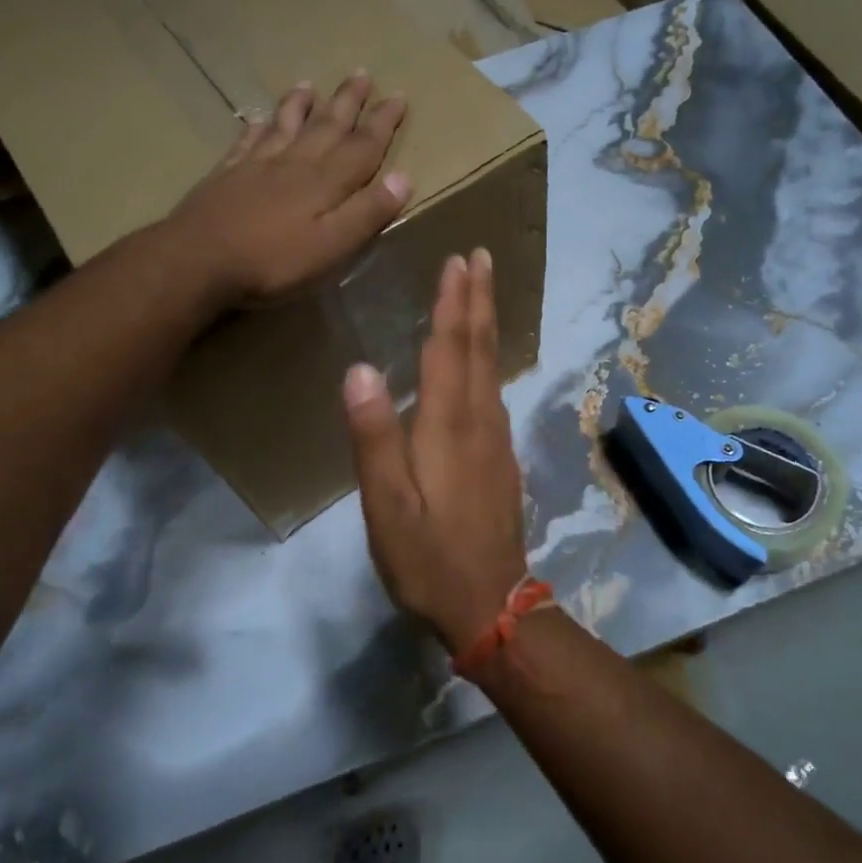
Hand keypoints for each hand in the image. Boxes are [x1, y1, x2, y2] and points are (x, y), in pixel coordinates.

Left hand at [165, 72, 410, 305]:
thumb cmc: (273, 261)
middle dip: (348, 102)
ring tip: (310, 84)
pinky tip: (259, 120)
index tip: (399, 96)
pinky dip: (259, 127)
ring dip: (301, 105)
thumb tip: (403, 177)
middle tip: (362, 73)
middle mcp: (294, 164)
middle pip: (326, 126)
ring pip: (285, 125)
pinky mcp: (227, 175)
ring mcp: (257, 166)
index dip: (382, 123)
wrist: (199, 260)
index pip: (362, 146)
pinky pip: (248, 141)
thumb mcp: (332, 246)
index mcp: (325, 182)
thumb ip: (367, 213)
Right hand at [343, 249, 526, 650]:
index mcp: (448, 426)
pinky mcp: (501, 461)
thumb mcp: (386, 504)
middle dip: (479, 299)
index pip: (450, 348)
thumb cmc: (427, 556)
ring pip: (491, 369)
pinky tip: (480, 365)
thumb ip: (373, 436)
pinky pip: (493, 394)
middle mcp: (479, 422)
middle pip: (480, 348)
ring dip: (486, 325)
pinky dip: (486, 362)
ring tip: (480, 294)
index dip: (453, 302)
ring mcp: (496, 441)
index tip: (458, 260)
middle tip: (481, 257)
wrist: (490, 604)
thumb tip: (360, 369)